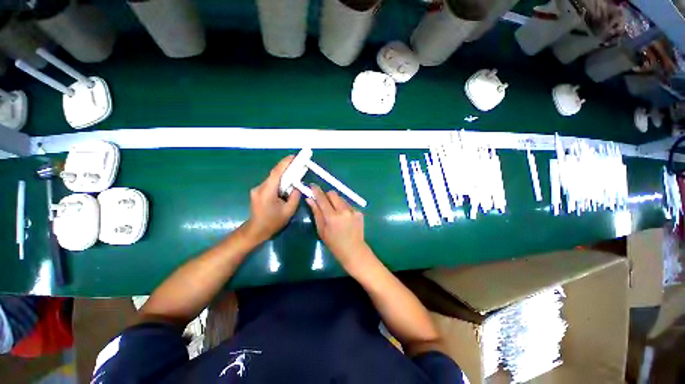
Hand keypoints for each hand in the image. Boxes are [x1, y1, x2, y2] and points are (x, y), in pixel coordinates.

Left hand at [244, 156, 300, 242]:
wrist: (256, 230)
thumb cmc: (273, 222)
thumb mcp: (289, 210)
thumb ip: (295, 196)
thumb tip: (297, 185)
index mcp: (267, 192)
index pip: (276, 173)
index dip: (285, 163)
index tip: (293, 157)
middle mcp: (260, 187)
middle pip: (274, 174)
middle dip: (286, 168)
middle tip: (297, 163)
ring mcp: (257, 189)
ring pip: (272, 178)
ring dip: (283, 175)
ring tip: (294, 174)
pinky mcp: (258, 191)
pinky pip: (270, 183)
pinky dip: (279, 181)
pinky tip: (286, 184)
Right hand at [307, 185, 369, 269]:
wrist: (354, 250)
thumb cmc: (334, 243)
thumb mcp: (321, 229)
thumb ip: (316, 212)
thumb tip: (309, 199)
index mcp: (332, 217)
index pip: (322, 198)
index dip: (316, 190)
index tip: (312, 185)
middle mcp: (343, 210)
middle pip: (333, 194)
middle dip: (327, 195)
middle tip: (324, 202)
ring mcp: (353, 210)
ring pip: (341, 198)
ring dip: (336, 202)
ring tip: (335, 213)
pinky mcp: (359, 212)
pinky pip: (348, 205)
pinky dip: (344, 208)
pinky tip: (344, 217)